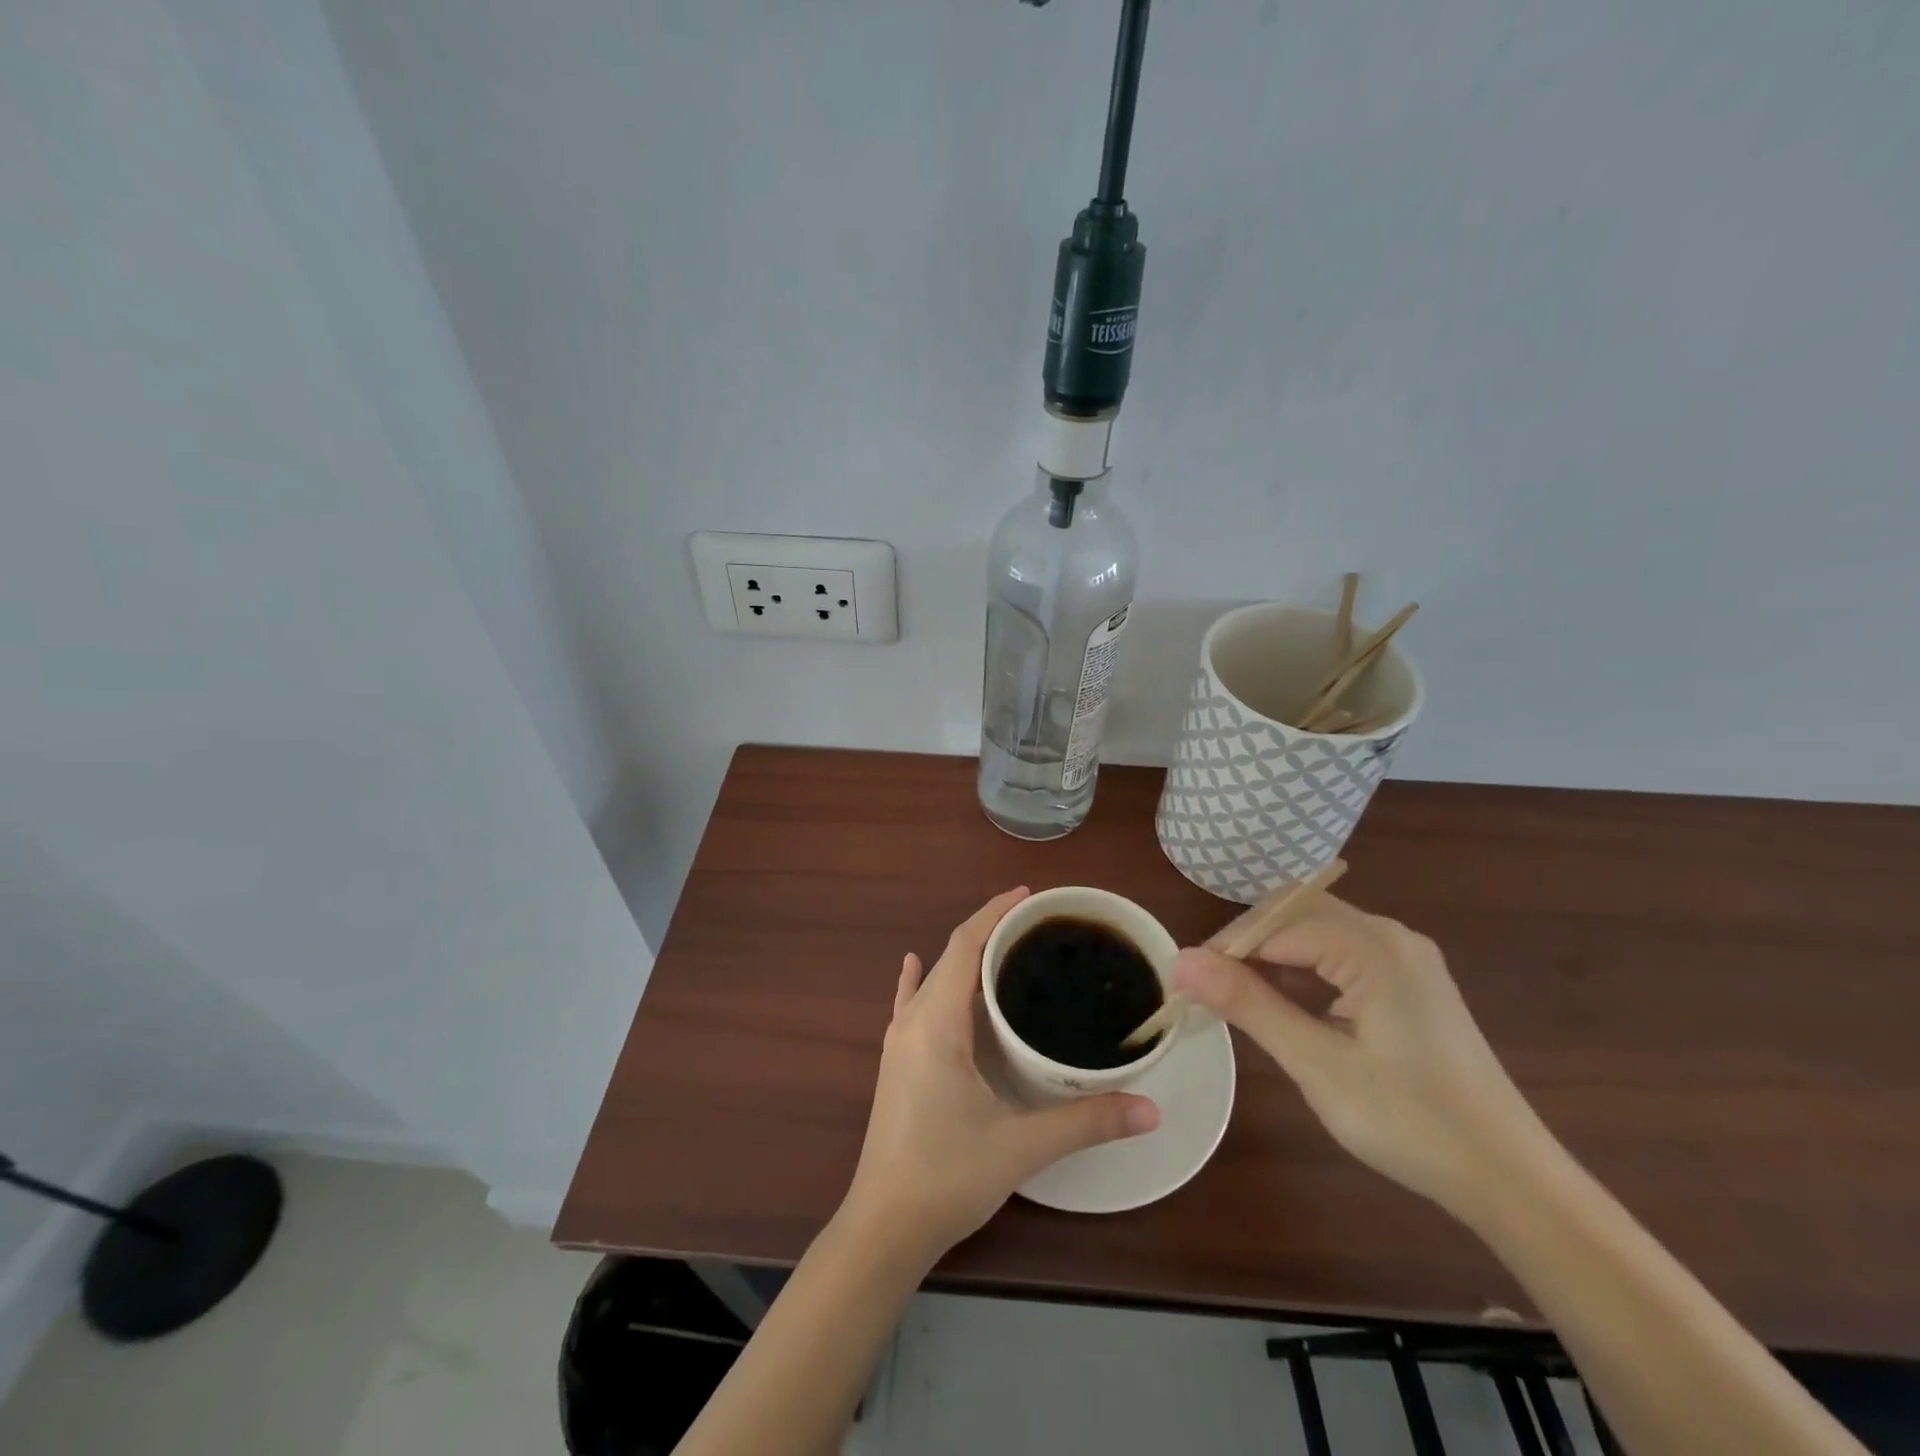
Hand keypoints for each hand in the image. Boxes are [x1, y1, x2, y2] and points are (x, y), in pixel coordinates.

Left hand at [843, 888, 1159, 1262]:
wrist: (883, 1227)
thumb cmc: (947, 1176)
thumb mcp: (1021, 1147)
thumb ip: (1086, 1123)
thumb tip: (1151, 1109)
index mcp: (936, 1022)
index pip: (965, 946)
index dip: (994, 913)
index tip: (1029, 896)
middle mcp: (912, 1020)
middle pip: (951, 955)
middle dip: (989, 931)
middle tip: (1038, 926)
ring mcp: (898, 1041)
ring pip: (933, 978)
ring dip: (965, 957)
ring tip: (1007, 948)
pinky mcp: (895, 1062)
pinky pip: (908, 1004)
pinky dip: (921, 980)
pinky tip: (914, 967)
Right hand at [1173, 893, 1542, 1219]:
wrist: (1512, 1180)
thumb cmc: (1411, 1121)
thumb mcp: (1317, 1063)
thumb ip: (1248, 1004)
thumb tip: (1181, 961)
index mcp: (1373, 947)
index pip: (1277, 923)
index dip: (1226, 947)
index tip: (1187, 984)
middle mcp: (1391, 936)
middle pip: (1296, 913)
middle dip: (1247, 944)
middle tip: (1210, 988)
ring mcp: (1405, 958)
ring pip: (1316, 932)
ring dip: (1273, 956)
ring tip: (1237, 998)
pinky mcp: (1409, 983)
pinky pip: (1340, 955)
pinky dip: (1303, 970)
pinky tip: (1285, 1005)